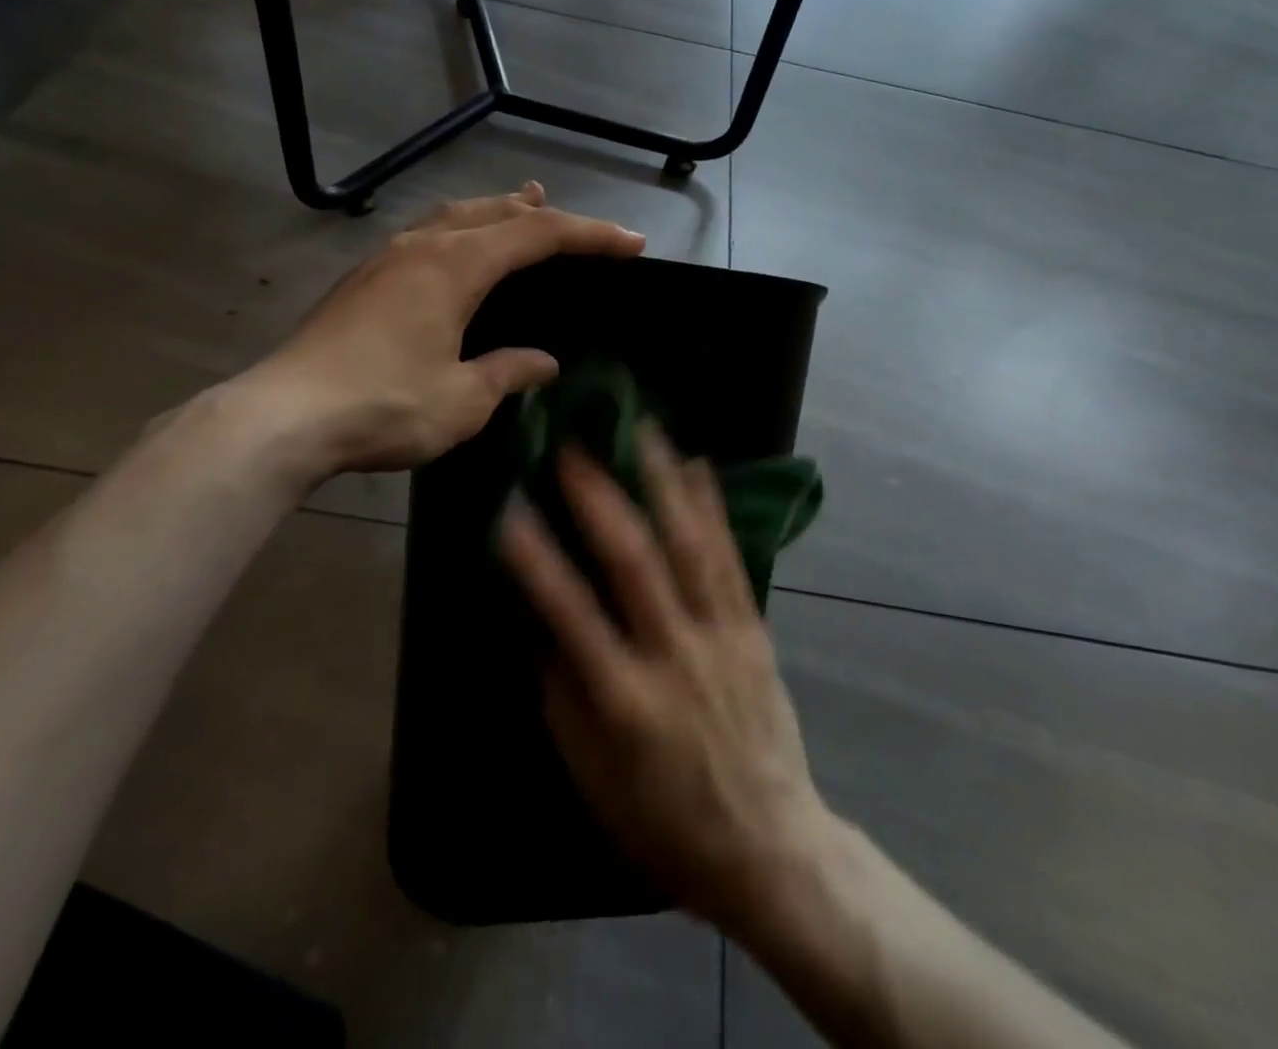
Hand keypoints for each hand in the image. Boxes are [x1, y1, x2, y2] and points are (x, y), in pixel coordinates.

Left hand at [239, 183, 644, 475]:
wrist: (284, 416)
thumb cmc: (384, 405)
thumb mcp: (462, 399)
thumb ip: (507, 373)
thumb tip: (543, 363)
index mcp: (456, 265)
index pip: (539, 234)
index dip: (590, 236)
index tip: (630, 244)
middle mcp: (422, 247)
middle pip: (494, 213)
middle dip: (541, 214)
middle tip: (574, 223)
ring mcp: (385, 259)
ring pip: (453, 217)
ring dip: (493, 213)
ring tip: (519, 208)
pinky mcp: (362, 280)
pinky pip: (425, 236)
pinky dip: (457, 232)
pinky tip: (453, 252)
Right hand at [496, 425, 836, 935]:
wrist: (769, 846)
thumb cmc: (664, 820)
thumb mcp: (593, 776)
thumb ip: (564, 694)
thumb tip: (544, 623)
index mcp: (624, 699)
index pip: (570, 614)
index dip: (536, 558)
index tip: (509, 508)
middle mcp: (674, 654)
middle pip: (635, 563)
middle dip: (600, 500)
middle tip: (574, 448)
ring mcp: (721, 636)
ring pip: (690, 545)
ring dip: (663, 483)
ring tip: (642, 431)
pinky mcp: (753, 629)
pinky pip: (731, 559)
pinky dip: (713, 509)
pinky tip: (699, 468)